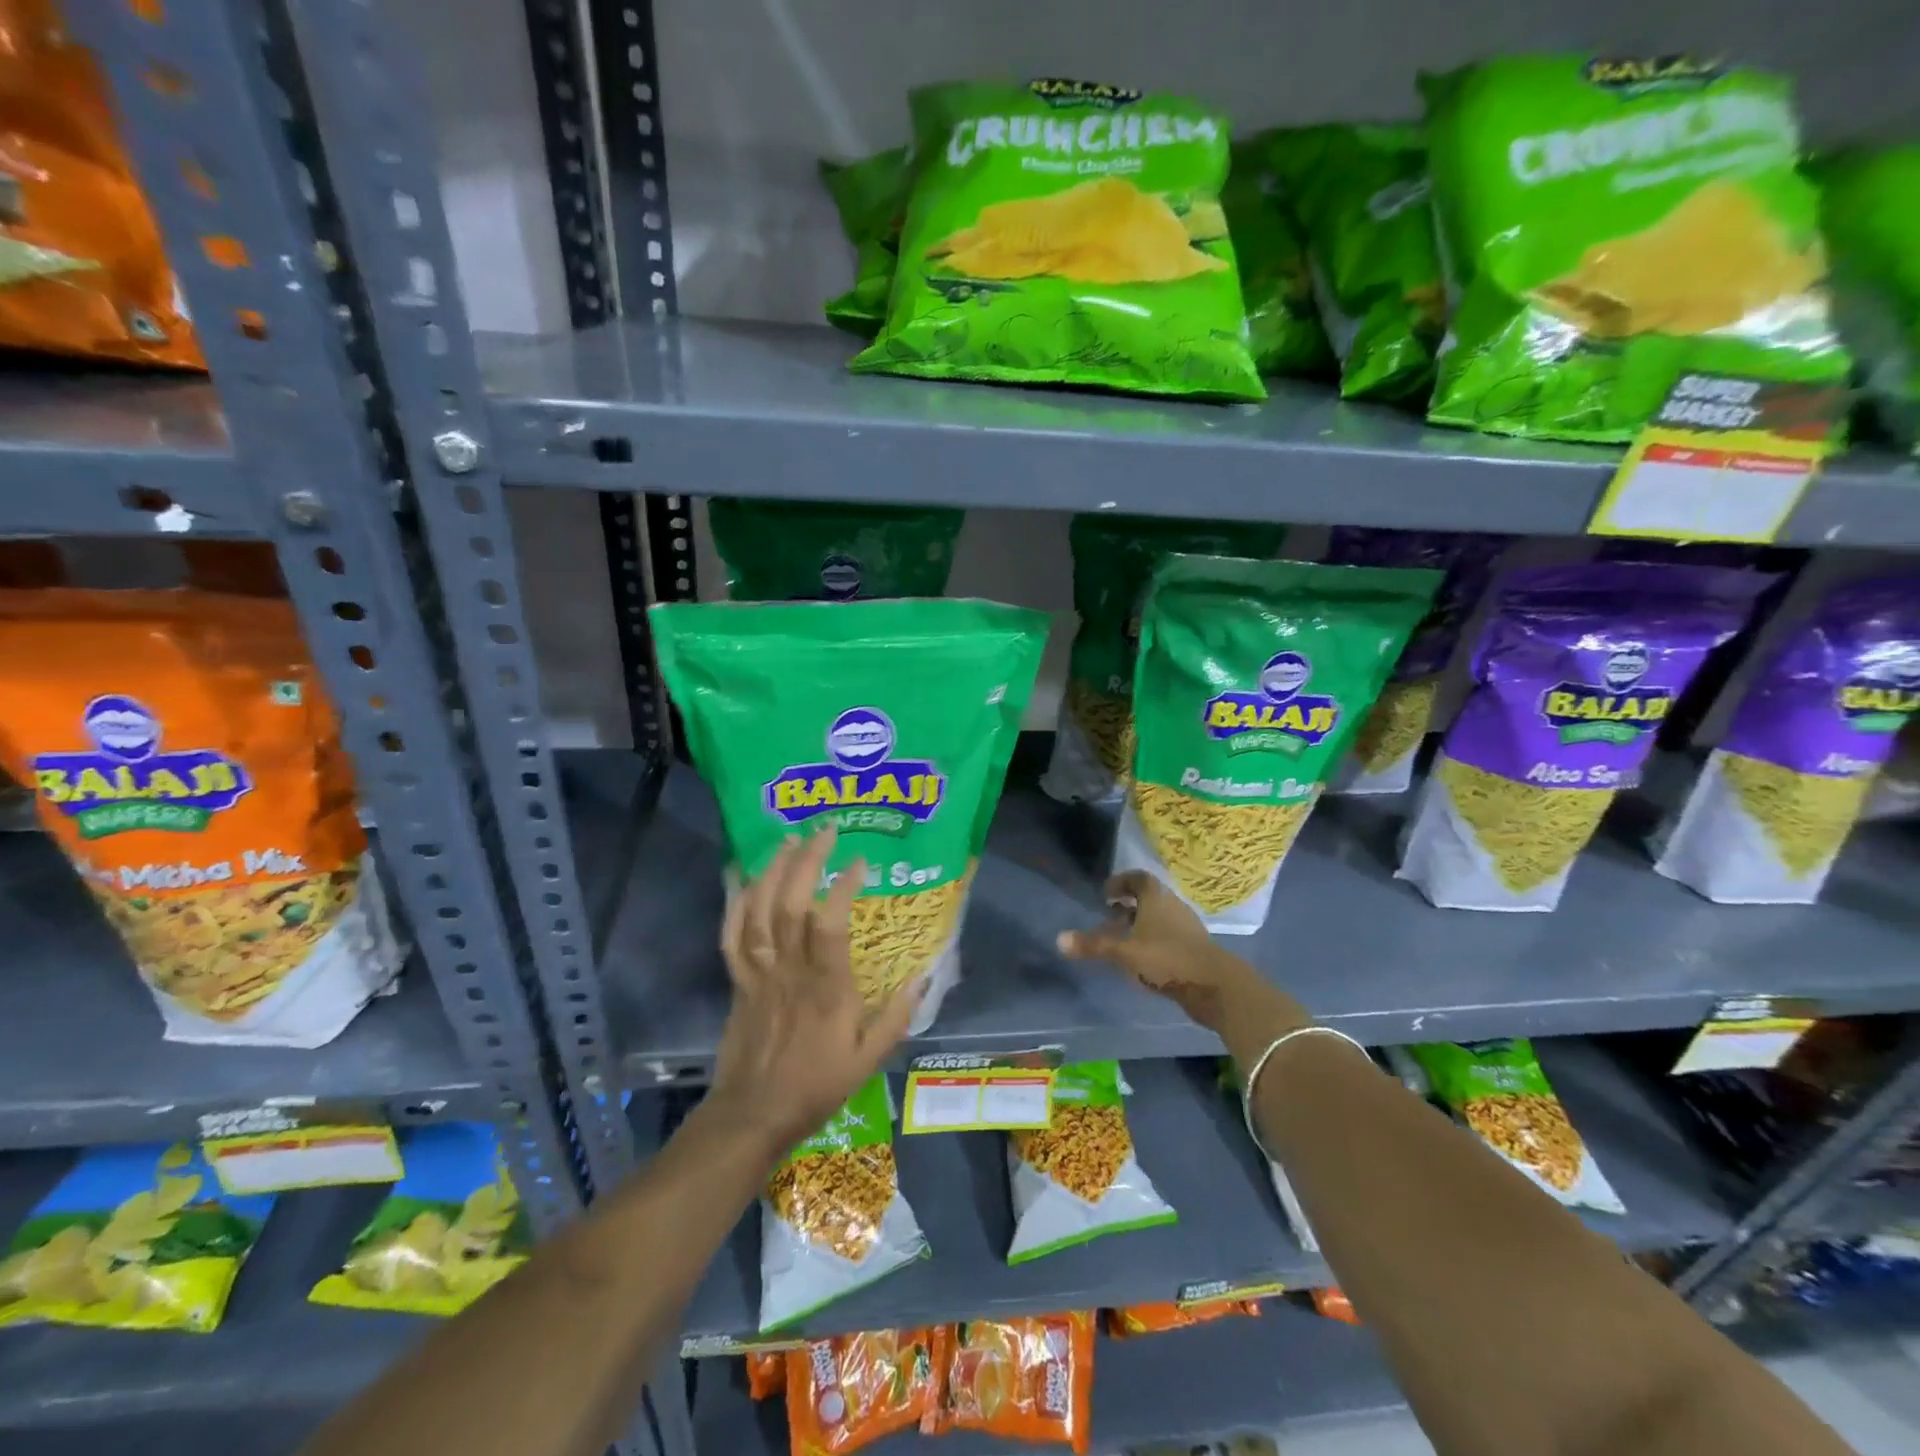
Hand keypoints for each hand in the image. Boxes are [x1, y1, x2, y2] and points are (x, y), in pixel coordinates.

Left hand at [708, 830, 919, 1154]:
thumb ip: (897, 1016)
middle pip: (789, 905)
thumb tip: (924, 975)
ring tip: (789, 840)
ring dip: (772, 871)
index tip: (859, 862)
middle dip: (805, 862)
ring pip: (758, 912)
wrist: (753, 1114)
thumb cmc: (816, 1085)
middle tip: (824, 831)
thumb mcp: (869, 1059)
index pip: (830, 926)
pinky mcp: (737, 980)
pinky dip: (736, 903)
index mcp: (826, 988)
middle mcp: (790, 971)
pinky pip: (732, 936)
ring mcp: (758, 973)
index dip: (842, 888)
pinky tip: (746, 877)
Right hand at [1056, 869, 1256, 1031]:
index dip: (1120, 882)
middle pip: (1148, 898)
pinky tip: (1143, 959)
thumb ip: (1093, 946)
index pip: (1138, 878)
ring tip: (1122, 941)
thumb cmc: (1166, 959)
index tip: (1106, 894)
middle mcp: (1172, 905)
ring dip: (1140, 924)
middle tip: (1109, 918)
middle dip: (1127, 906)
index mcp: (1156, 897)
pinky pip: (1168, 935)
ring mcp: (1187, 926)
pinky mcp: (1195, 947)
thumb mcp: (1124, 953)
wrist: (1215, 985)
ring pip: (1158, 918)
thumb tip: (1058, 939)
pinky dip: (1153, 940)